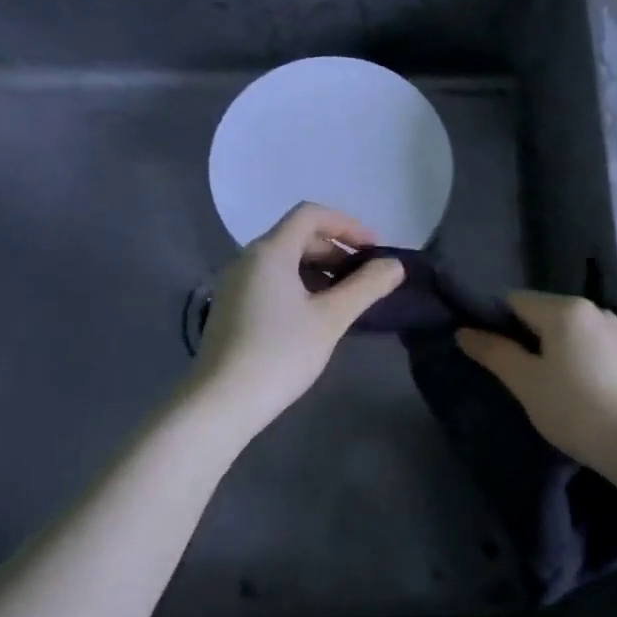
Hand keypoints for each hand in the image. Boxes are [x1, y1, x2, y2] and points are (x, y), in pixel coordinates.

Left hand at [191, 203, 404, 431]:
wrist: (221, 402)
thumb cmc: (280, 353)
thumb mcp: (331, 319)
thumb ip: (366, 287)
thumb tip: (395, 265)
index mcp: (269, 252)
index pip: (310, 214)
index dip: (347, 225)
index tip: (374, 250)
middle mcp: (247, 259)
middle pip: (297, 236)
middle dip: (335, 249)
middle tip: (364, 277)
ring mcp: (235, 284)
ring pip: (283, 261)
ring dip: (318, 270)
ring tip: (345, 298)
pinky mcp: (231, 308)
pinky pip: (270, 281)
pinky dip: (298, 286)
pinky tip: (315, 316)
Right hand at [457, 291, 616, 473]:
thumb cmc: (577, 409)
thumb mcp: (527, 383)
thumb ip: (495, 353)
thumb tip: (463, 332)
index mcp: (564, 308)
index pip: (514, 300)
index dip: (493, 322)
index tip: (484, 353)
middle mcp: (590, 309)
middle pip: (539, 312)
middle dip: (519, 337)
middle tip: (507, 375)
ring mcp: (612, 330)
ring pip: (562, 331)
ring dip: (544, 350)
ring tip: (535, 385)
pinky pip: (583, 344)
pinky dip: (567, 358)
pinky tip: (566, 388)